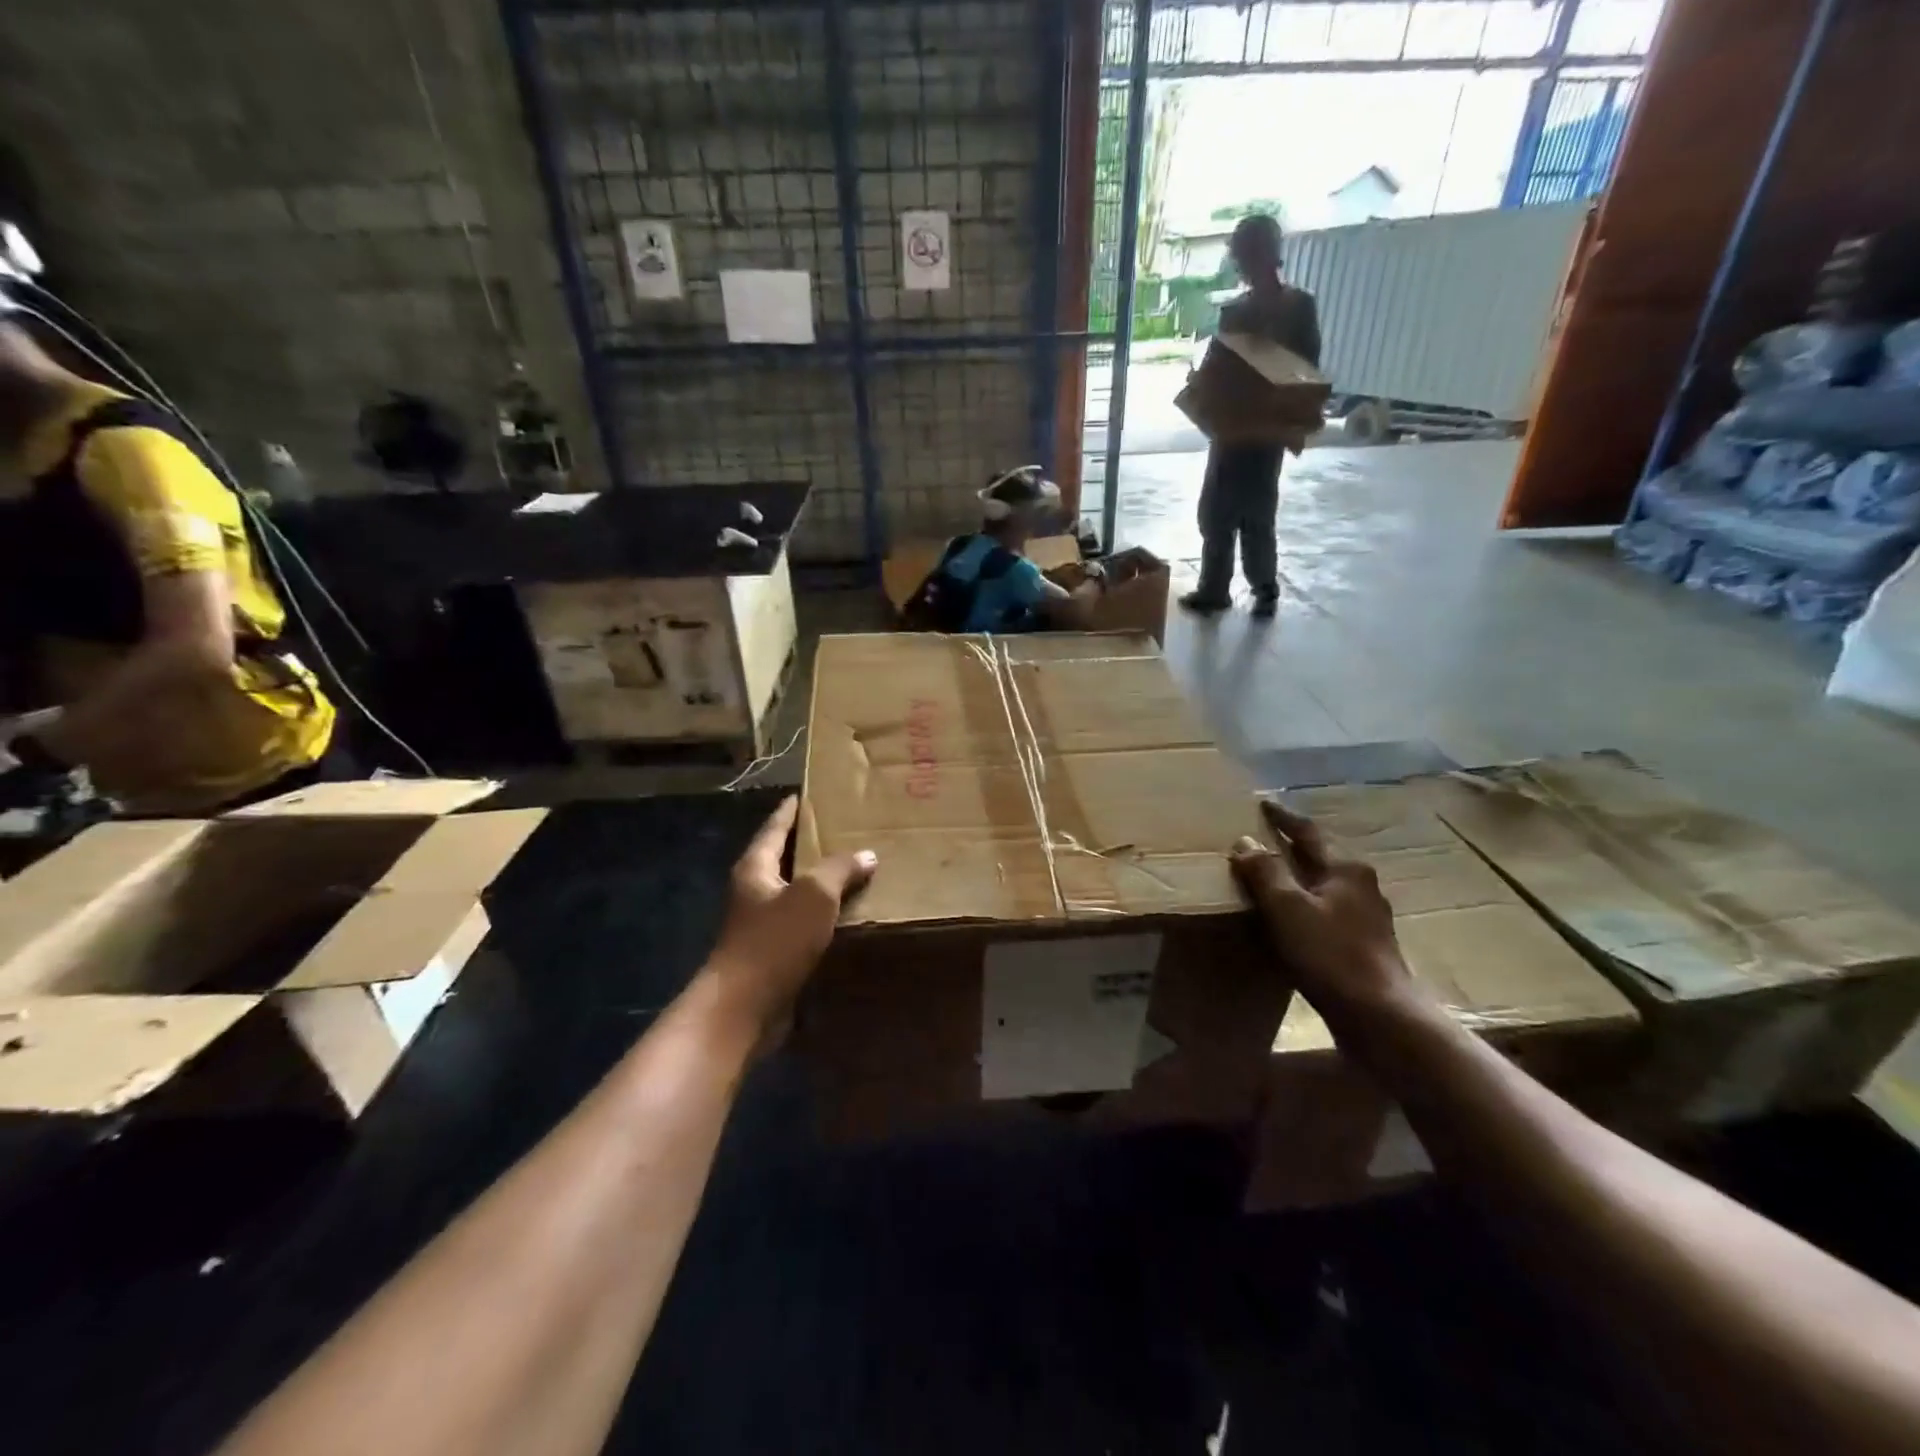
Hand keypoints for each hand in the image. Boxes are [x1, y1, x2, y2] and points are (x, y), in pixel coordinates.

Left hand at [704, 796, 875, 1047]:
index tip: (808, 794)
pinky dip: (824, 915)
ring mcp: (762, 923)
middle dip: (812, 845)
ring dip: (822, 883)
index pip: (775, 827)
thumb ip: (839, 869)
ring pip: (797, 892)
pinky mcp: (773, 952)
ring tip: (857, 868)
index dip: (791, 810)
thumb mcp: (813, 895)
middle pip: (785, 858)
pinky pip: (803, 923)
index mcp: (755, 867)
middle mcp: (754, 890)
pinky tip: (850, 914)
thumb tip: (867, 855)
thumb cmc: (774, 941)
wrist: (744, 1007)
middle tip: (847, 829)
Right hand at [1230, 797, 1415, 1027]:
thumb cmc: (1331, 954)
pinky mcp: (1365, 944)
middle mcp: (1361, 885)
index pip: (1308, 832)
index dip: (1283, 818)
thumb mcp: (1287, 908)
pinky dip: (1306, 905)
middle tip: (1264, 838)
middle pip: (1321, 856)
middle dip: (1293, 846)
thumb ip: (1265, 872)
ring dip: (1299, 877)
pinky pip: (1327, 911)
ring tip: (1273, 877)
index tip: (1262, 804)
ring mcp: (1367, 916)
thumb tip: (1245, 841)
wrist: (1380, 1016)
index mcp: (1346, 868)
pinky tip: (1293, 919)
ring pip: (1325, 885)